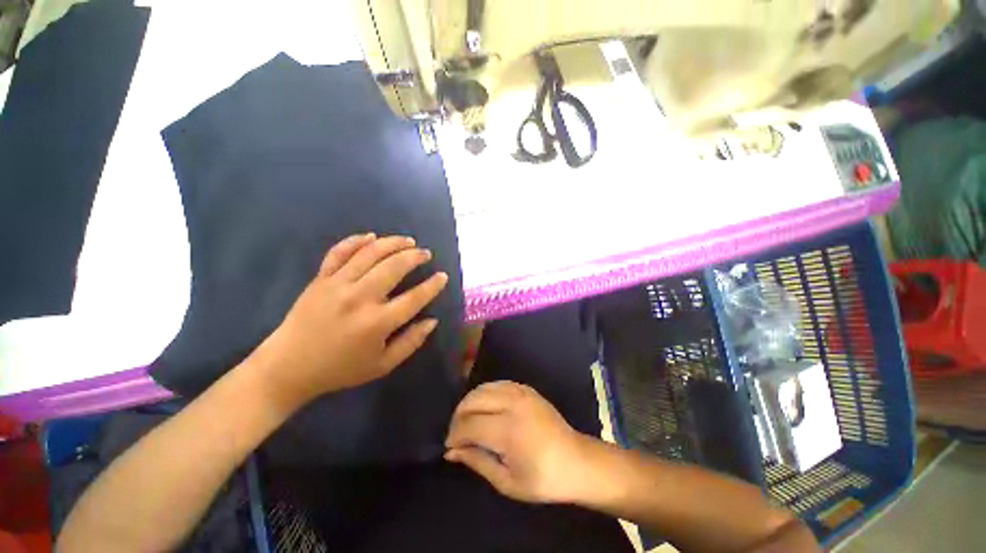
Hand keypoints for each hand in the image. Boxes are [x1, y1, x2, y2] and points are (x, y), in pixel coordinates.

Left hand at [248, 234, 448, 411]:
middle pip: (394, 267)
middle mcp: (359, 298)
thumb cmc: (340, 369)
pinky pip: (338, 252)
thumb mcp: (382, 365)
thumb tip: (433, 321)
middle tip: (426, 253)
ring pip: (370, 253)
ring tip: (408, 240)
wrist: (288, 368)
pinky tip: (371, 236)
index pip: (414, 297)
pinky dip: (356, 241)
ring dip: (392, 243)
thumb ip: (411, 342)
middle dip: (415, 256)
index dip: (433, 285)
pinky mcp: (320, 279)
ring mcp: (337, 285)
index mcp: (377, 323)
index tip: (442, 276)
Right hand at [444, 381, 596, 503]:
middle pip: (473, 400)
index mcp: (509, 430)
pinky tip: (484, 407)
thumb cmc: (543, 479)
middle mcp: (513, 404)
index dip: (455, 435)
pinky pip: (497, 384)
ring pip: (483, 388)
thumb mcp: (507, 482)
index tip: (450, 447)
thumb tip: (451, 451)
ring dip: (469, 403)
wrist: (577, 461)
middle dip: (458, 416)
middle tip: (457, 435)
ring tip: (468, 421)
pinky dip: (485, 393)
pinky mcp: (526, 388)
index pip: (469, 425)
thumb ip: (477, 462)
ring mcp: (521, 392)